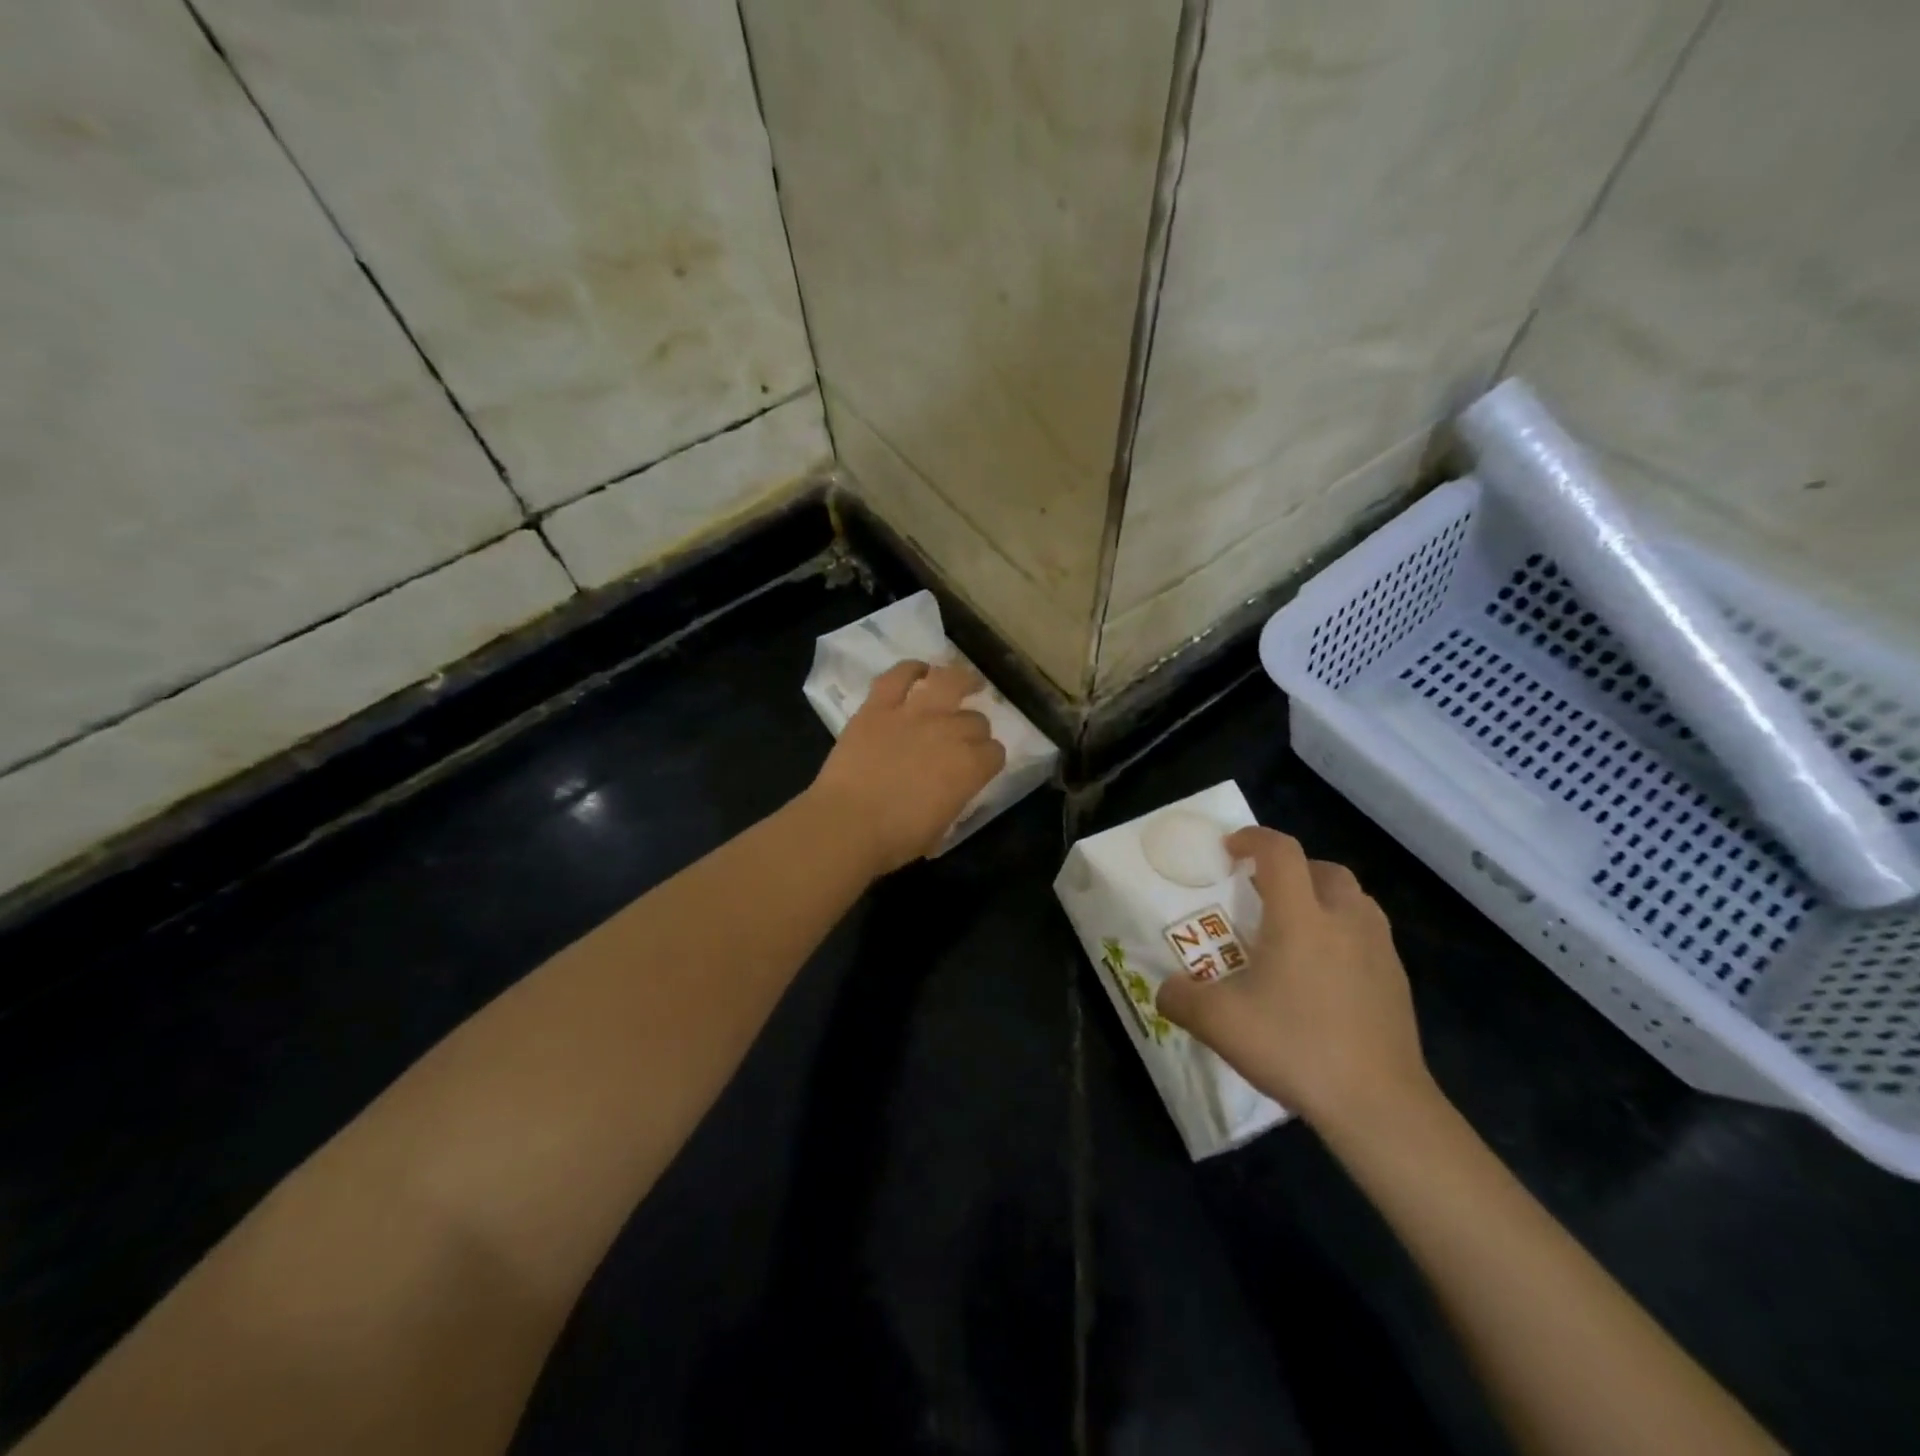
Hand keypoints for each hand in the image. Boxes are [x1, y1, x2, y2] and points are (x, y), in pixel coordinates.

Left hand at [806, 659, 1006, 874]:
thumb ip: (954, 799)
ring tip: (966, 680)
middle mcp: (949, 733)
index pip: (995, 753)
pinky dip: (911, 669)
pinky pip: (899, 676)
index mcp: (970, 768)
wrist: (846, 824)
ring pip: (949, 682)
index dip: (990, 758)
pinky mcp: (879, 706)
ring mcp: (914, 714)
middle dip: (974, 728)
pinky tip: (919, 671)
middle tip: (963, 736)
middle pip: (976, 720)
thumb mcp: (941, 828)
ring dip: (962, 679)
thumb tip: (952, 789)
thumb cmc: (894, 839)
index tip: (981, 764)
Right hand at [1156, 827, 1434, 1131]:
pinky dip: (1344, 934)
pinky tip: (1324, 975)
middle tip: (1263, 894)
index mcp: (1300, 917)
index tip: (1230, 850)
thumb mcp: (1218, 1023)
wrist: (1379, 1105)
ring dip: (1323, 899)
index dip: (1253, 839)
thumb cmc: (1295, 1047)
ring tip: (1296, 930)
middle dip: (1291, 869)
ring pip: (1354, 899)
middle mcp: (1345, 920)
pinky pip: (1368, 935)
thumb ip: (1180, 998)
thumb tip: (1165, 989)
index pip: (1280, 851)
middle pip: (1323, 868)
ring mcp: (1379, 950)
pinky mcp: (1397, 981)